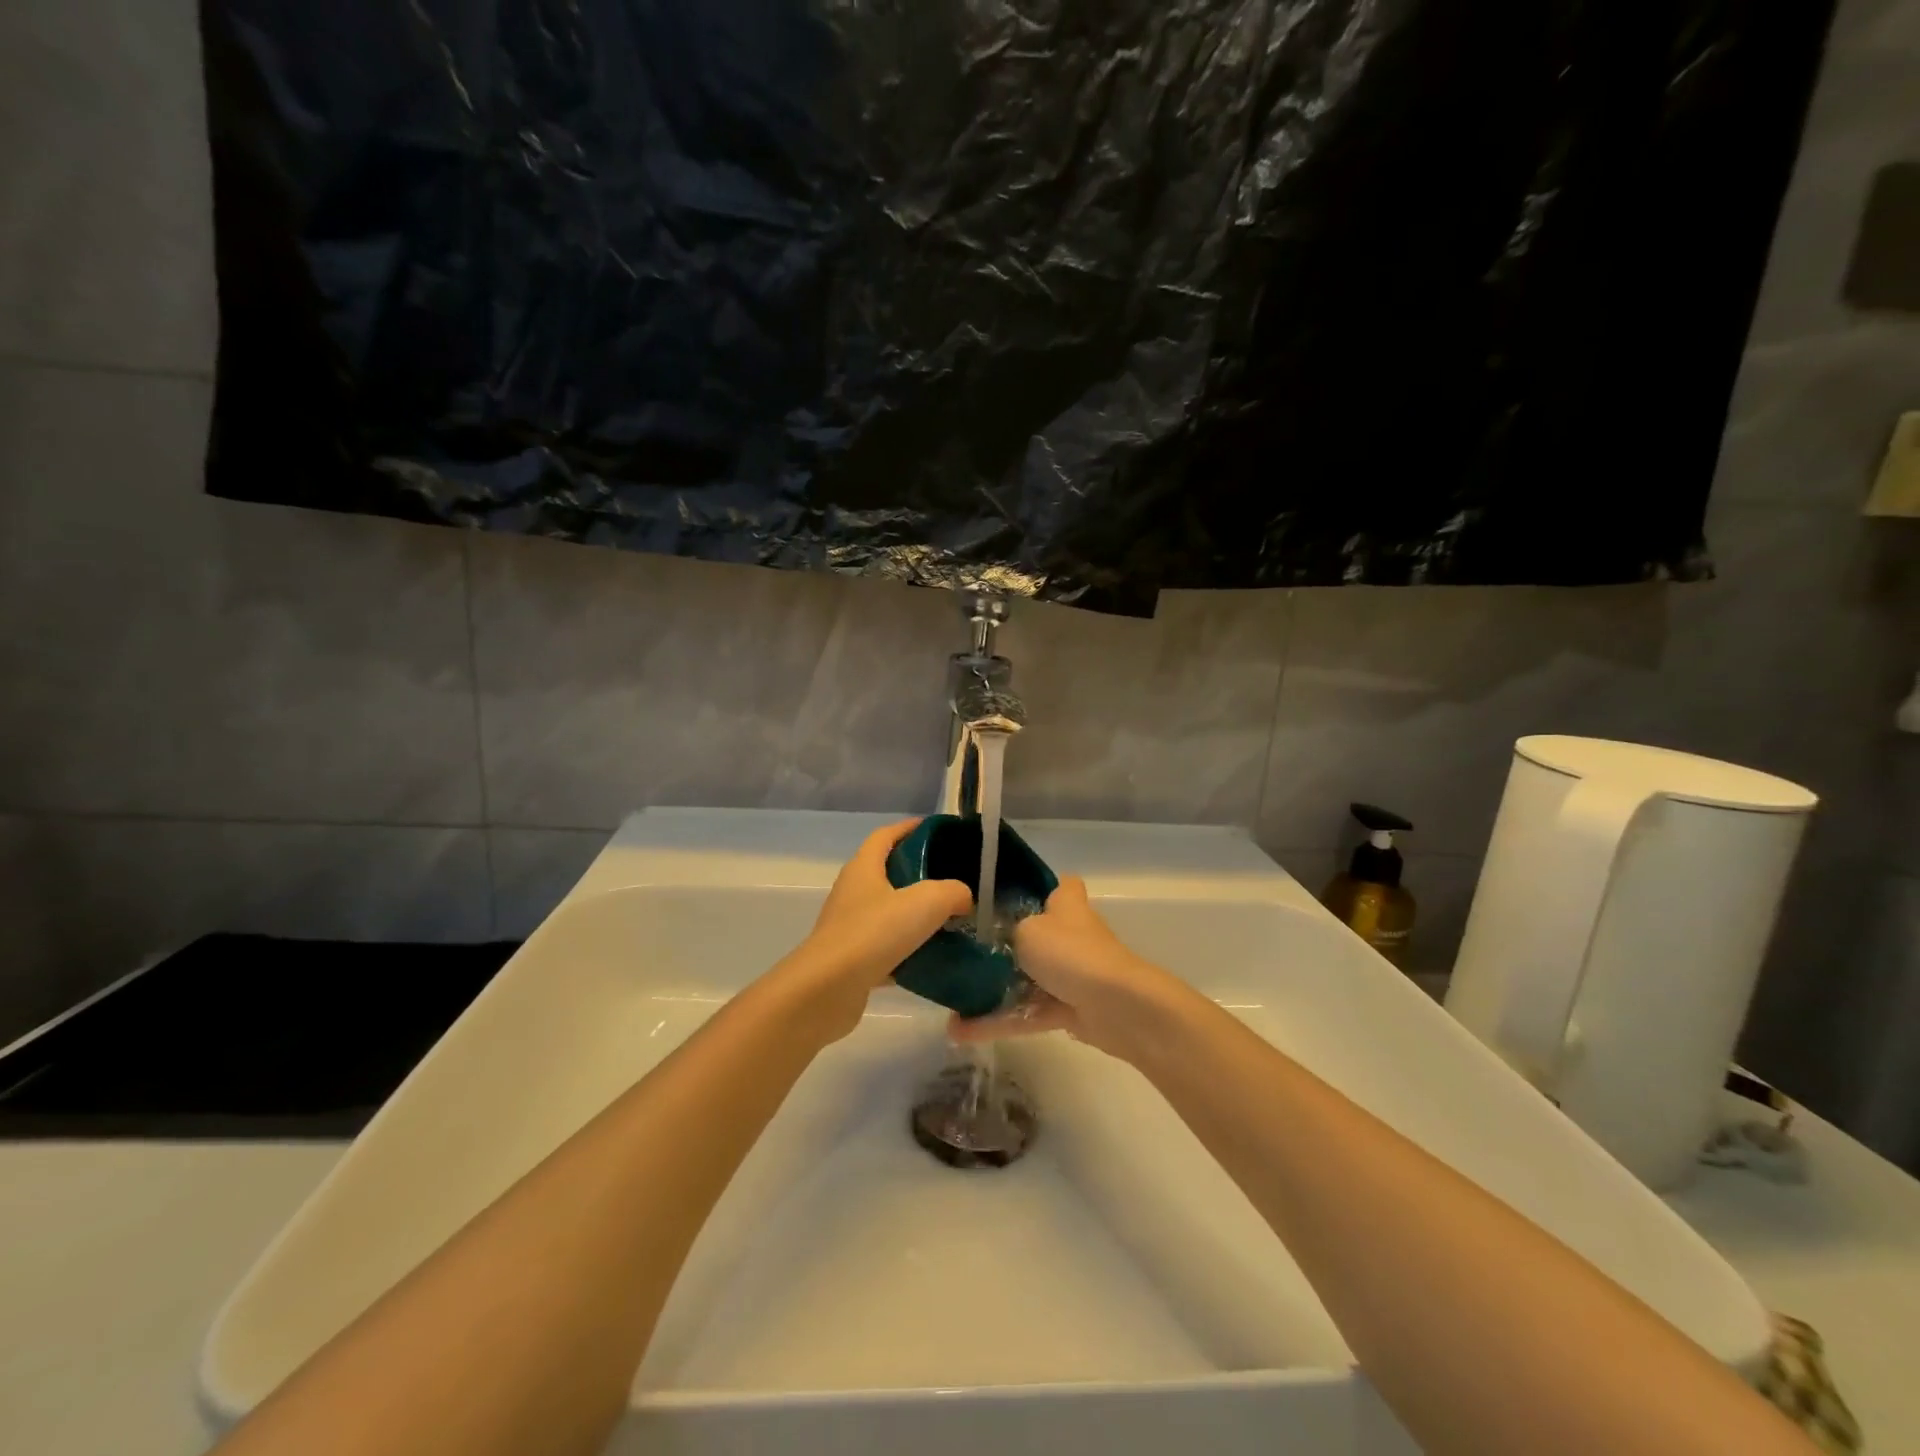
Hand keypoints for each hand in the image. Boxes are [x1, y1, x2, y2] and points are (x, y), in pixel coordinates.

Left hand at [768, 819, 971, 1043]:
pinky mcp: (851, 960)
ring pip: (888, 913)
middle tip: (952, 880)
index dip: (909, 828)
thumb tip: (963, 897)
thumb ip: (952, 892)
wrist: (828, 990)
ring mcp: (849, 927)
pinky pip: (886, 949)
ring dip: (914, 916)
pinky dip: (908, 952)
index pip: (885, 835)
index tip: (936, 830)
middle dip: (918, 874)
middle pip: (887, 873)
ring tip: (949, 921)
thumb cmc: (874, 933)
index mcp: (864, 868)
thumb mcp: (926, 902)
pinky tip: (932, 961)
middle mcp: (852, 892)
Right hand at [948, 876, 1188, 1061]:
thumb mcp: (1027, 930)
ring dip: (991, 992)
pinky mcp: (1069, 1010)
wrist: (1117, 1007)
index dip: (1034, 887)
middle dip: (1001, 945)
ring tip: (951, 1003)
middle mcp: (1070, 935)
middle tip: (960, 952)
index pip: (1056, 885)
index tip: (1000, 897)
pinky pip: (1027, 1012)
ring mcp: (1071, 974)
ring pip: (1026, 979)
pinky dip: (999, 1021)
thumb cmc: (1071, 953)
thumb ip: (1005, 932)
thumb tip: (993, 939)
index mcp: (1066, 905)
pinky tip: (961, 1032)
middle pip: (1033, 935)